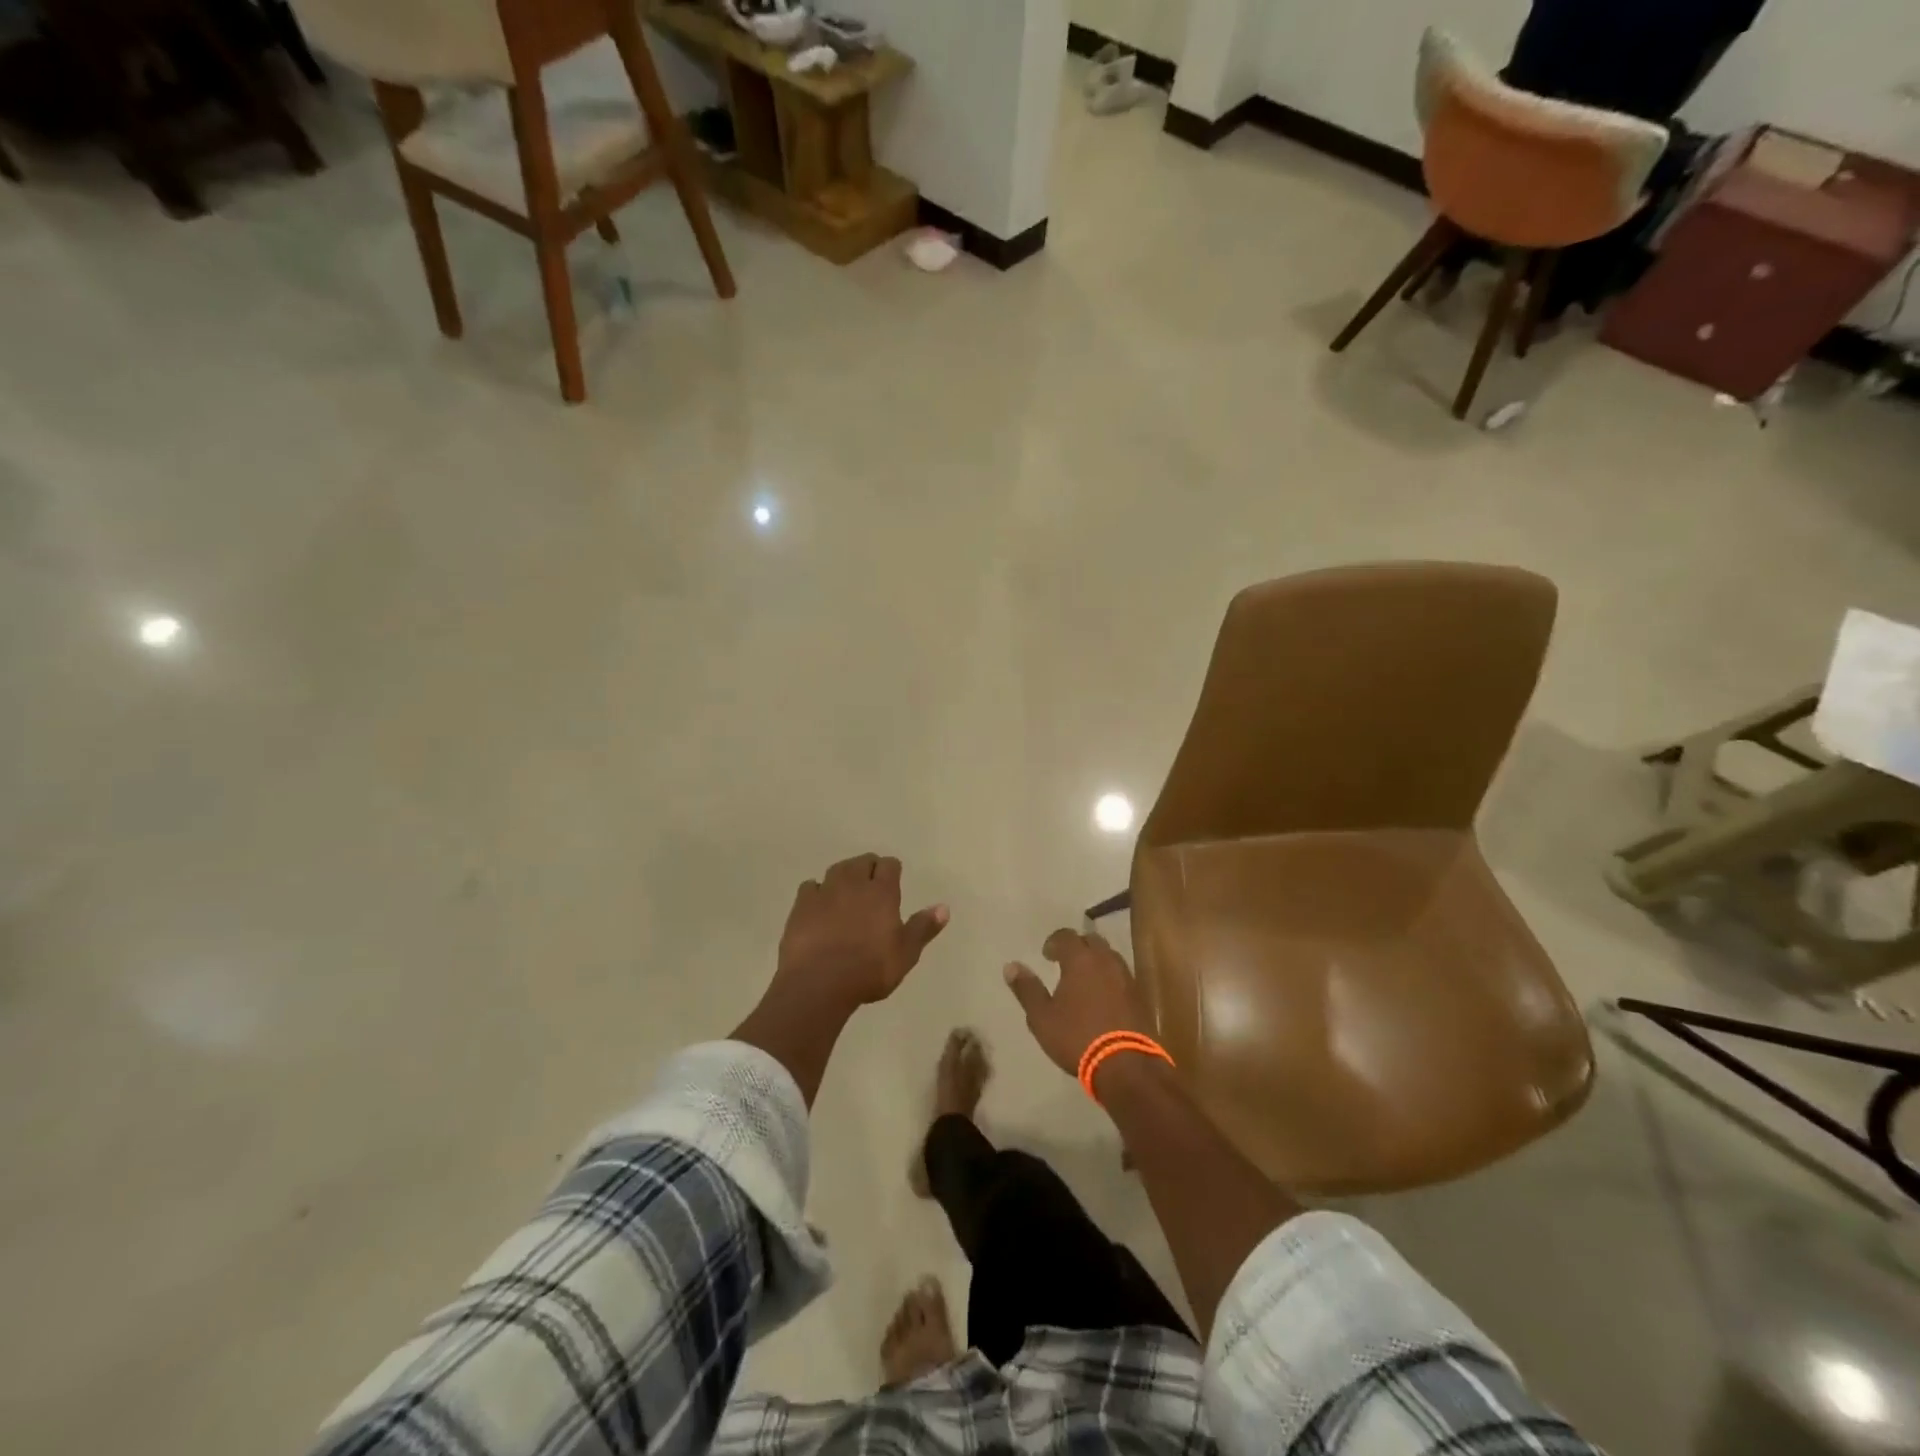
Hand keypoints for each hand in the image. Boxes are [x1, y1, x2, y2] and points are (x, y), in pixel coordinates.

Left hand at [772, 853, 948, 1013]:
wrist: (818, 983)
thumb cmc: (869, 970)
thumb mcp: (906, 954)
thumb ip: (923, 928)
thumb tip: (944, 907)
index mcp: (882, 892)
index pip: (889, 865)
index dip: (892, 871)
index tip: (893, 883)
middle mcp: (853, 883)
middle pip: (862, 861)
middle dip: (869, 868)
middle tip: (872, 888)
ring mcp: (824, 891)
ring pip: (837, 869)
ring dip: (844, 876)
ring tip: (847, 893)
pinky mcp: (801, 905)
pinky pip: (811, 886)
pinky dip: (817, 891)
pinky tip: (819, 906)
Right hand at [1003, 929, 1151, 1076]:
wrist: (1126, 1065)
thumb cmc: (1077, 1037)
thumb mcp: (1042, 1017)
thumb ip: (1027, 989)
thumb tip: (1011, 966)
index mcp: (1080, 959)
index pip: (1066, 936)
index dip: (1054, 942)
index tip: (1046, 955)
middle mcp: (1106, 960)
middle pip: (1091, 941)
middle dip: (1077, 947)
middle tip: (1065, 963)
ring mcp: (1127, 977)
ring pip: (1109, 957)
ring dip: (1095, 961)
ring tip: (1084, 979)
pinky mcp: (1140, 996)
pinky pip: (1121, 976)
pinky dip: (1109, 978)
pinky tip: (1102, 996)